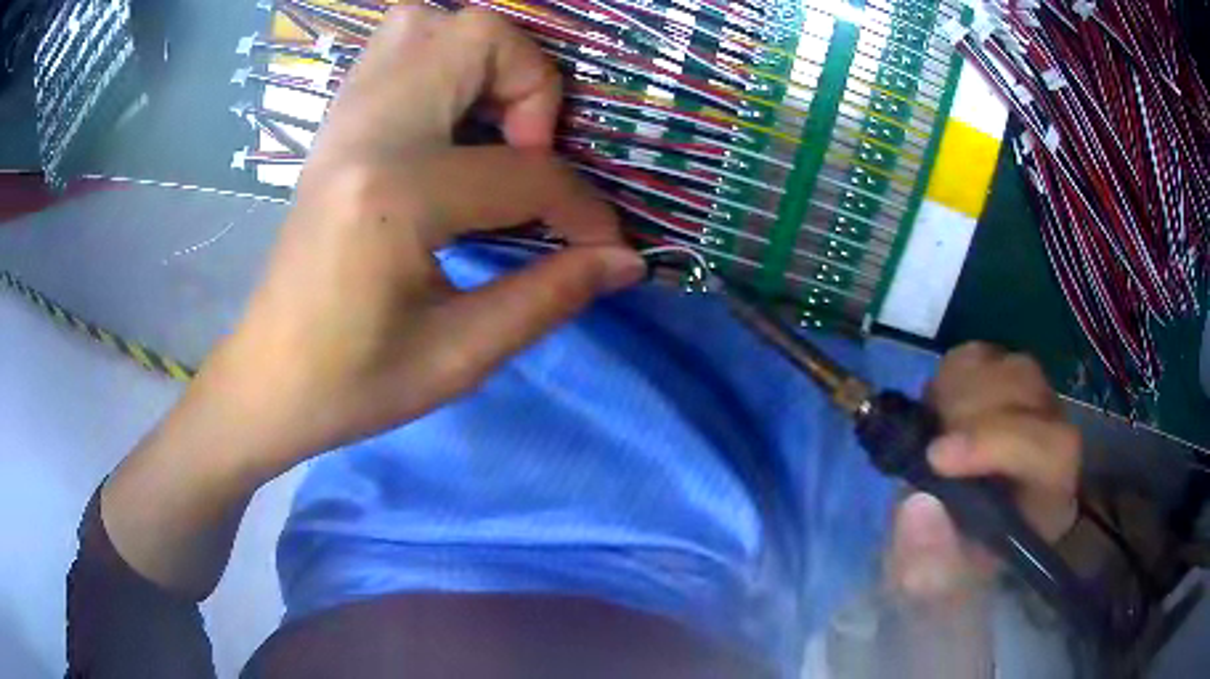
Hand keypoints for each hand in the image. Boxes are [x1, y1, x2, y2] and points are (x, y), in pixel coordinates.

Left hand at [218, 6, 644, 476]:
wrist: (269, 381)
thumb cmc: (354, 384)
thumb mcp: (459, 358)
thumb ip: (550, 297)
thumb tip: (626, 260)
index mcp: (394, 196)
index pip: (524, 172)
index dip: (583, 209)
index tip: (603, 246)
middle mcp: (366, 133)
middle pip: (476, 37)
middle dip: (533, 85)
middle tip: (531, 154)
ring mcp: (343, 120)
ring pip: (429, 22)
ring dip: (484, 60)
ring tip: (495, 127)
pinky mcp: (335, 126)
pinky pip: (394, 48)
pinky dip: (441, 62)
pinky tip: (452, 122)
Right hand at [886, 343, 1080, 607]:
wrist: (947, 545)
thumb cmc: (946, 572)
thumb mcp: (929, 586)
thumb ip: (927, 560)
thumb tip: (919, 504)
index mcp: (1051, 500)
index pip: (1053, 449)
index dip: (1000, 441)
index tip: (937, 457)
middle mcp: (1054, 444)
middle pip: (1030, 392)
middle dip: (968, 413)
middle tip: (926, 446)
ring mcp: (1034, 408)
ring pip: (1008, 366)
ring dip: (958, 392)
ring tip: (931, 432)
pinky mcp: (1006, 386)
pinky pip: (984, 356)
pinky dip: (952, 376)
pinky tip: (938, 412)